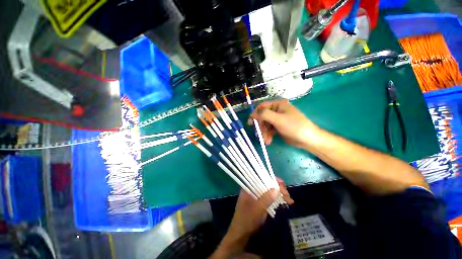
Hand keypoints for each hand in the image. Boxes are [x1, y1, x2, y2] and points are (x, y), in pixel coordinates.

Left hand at [209, 182, 293, 258]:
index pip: (261, 176)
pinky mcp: (261, 202)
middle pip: (267, 183)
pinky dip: (277, 199)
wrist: (240, 235)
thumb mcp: (256, 210)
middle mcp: (253, 188)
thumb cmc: (246, 220)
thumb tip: (276, 188)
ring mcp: (257, 195)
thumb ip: (266, 199)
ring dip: (280, 194)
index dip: (272, 179)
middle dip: (278, 188)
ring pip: (270, 190)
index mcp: (248, 186)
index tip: (282, 186)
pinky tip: (285, 203)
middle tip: (288, 197)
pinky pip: (270, 197)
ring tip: (289, 201)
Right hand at [248, 99, 319, 147]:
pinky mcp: (278, 127)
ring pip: (265, 125)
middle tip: (260, 135)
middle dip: (261, 127)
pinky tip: (269, 141)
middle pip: (262, 117)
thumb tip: (252, 113)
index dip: (255, 114)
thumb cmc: (294, 126)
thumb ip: (264, 114)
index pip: (262, 107)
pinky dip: (268, 135)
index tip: (250, 123)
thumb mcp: (278, 119)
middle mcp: (276, 110)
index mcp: (277, 105)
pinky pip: (269, 130)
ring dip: (264, 133)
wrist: (308, 139)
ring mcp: (277, 119)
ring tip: (266, 140)